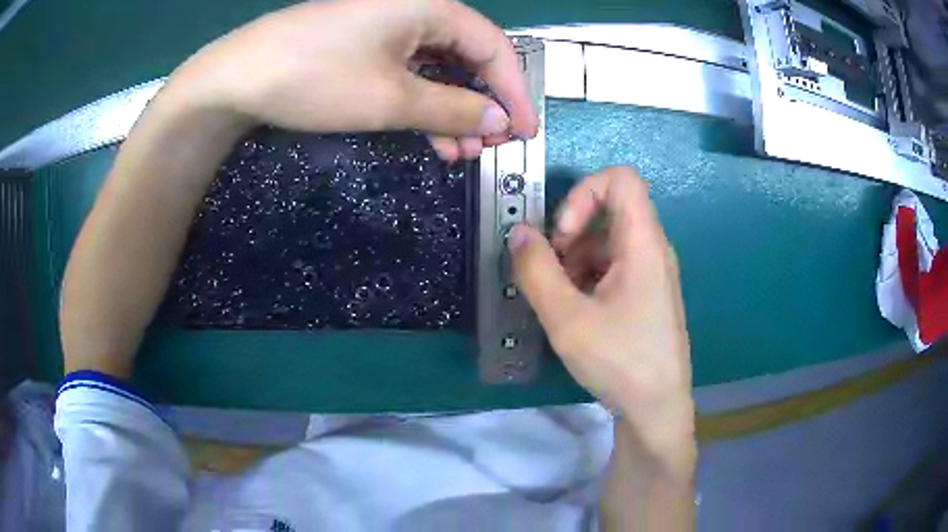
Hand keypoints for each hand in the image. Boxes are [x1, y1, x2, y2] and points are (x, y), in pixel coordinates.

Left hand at [59, 0, 535, 377]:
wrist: (236, 78)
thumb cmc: (316, 77)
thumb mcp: (391, 98)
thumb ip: (454, 109)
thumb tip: (501, 122)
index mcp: (430, 7)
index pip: (494, 47)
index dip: (514, 91)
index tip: (524, 133)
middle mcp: (415, 10)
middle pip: (469, 57)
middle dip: (483, 104)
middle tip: (490, 148)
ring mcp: (387, 27)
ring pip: (439, 68)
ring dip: (453, 110)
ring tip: (460, 153)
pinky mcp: (365, 45)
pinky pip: (409, 71)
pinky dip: (423, 103)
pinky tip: (428, 136)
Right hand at [509, 167, 694, 466]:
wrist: (657, 408)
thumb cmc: (620, 362)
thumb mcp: (567, 319)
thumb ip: (536, 271)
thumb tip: (518, 232)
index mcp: (643, 244)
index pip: (621, 179)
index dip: (583, 192)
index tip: (563, 236)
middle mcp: (652, 250)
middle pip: (610, 211)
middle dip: (571, 234)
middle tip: (552, 274)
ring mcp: (651, 272)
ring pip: (608, 241)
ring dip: (575, 260)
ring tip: (561, 302)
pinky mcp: (646, 294)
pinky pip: (614, 265)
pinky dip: (588, 277)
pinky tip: (577, 313)